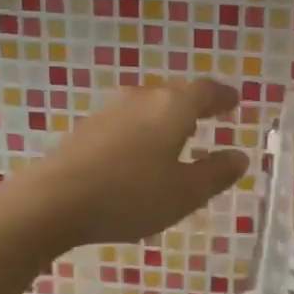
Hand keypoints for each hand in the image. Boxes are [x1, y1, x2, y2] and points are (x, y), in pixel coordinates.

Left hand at [16, 78, 248, 248]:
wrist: (53, 201)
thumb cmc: (131, 195)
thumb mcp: (185, 192)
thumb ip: (216, 173)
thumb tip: (240, 156)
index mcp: (171, 107)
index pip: (204, 91)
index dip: (222, 97)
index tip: (234, 101)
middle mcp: (141, 100)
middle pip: (173, 95)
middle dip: (194, 106)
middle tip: (209, 117)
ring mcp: (109, 113)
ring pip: (147, 109)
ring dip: (165, 120)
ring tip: (178, 139)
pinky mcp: (86, 132)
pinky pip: (126, 125)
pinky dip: (142, 134)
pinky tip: (140, 157)